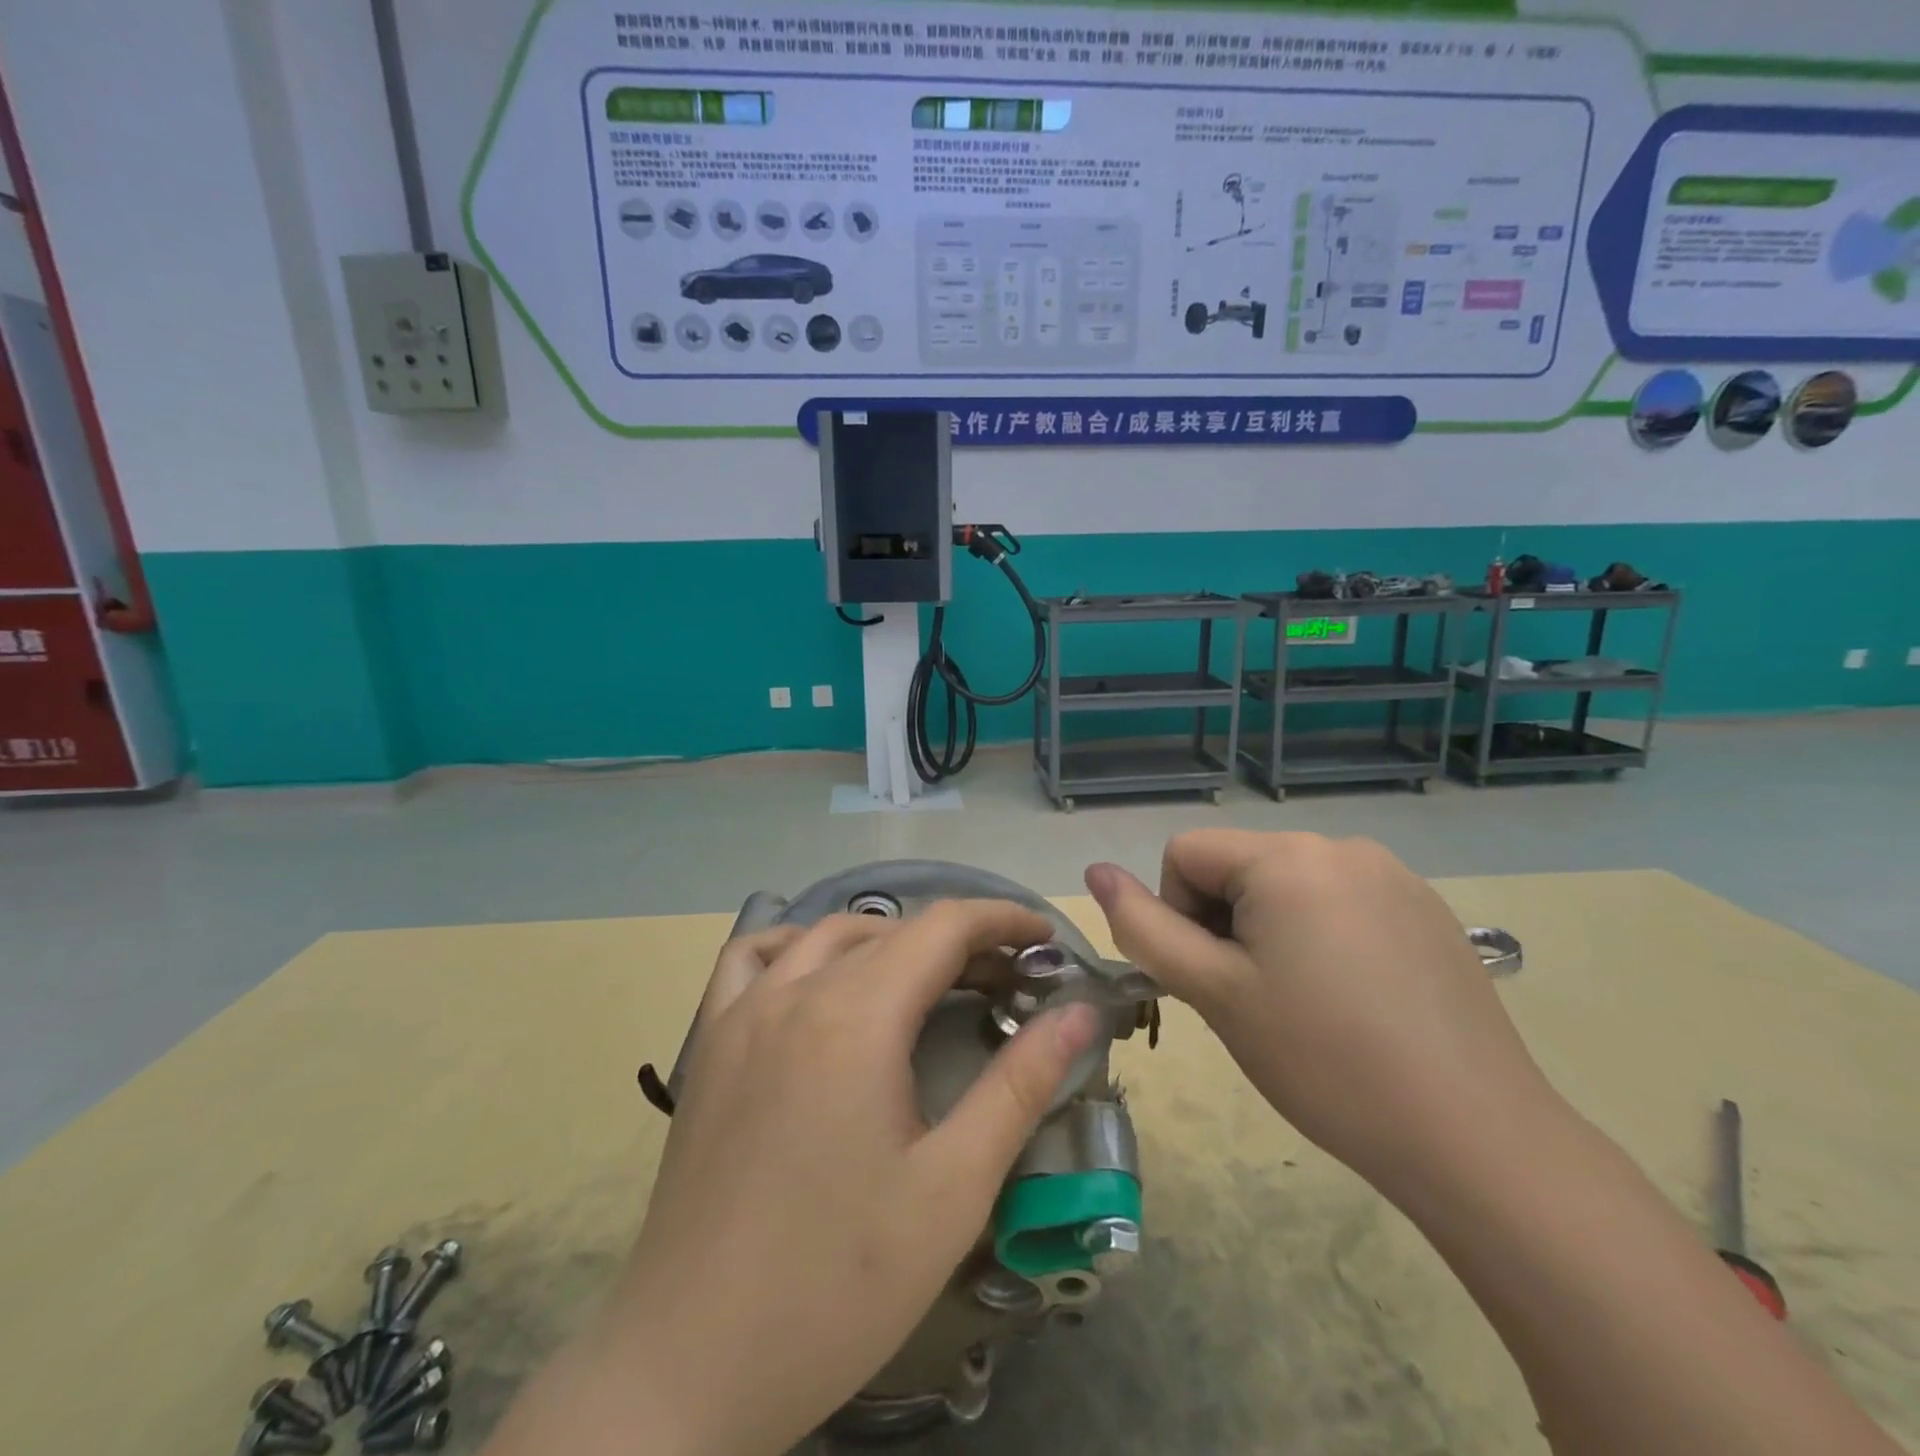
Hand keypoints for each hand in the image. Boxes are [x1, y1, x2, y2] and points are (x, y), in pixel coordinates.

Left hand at [525, 903, 1101, 1455]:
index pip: (944, 928)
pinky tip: (818, 981)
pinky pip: (754, 959)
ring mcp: (741, 1013)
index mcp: (856, 1016)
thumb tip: (1078, 1013)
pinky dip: (799, 946)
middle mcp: (795, 992)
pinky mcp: (709, 1044)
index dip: (1001, 921)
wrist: (688, 1365)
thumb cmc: (837, 1283)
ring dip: (887, 939)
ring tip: (925, 980)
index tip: (1044, 940)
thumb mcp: (952, 1188)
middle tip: (1005, 981)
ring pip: (827, 936)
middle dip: (958, 941)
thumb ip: (1019, 1085)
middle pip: (892, 931)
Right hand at [1086, 830, 1551, 1198]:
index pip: (1185, 854)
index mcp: (1286, 856)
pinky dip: (1321, 936)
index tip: (1212, 978)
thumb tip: (1094, 871)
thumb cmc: (1323, 1060)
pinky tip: (1353, 999)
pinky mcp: (1425, 908)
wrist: (1474, 1138)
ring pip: (1286, 885)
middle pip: (1237, 866)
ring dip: (1269, 930)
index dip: (1178, 914)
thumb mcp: (1214, 992)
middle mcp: (1341, 845)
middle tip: (1254, 999)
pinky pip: (1339, 901)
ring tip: (1303, 1003)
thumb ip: (1144, 926)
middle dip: (1224, 923)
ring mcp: (1392, 874)